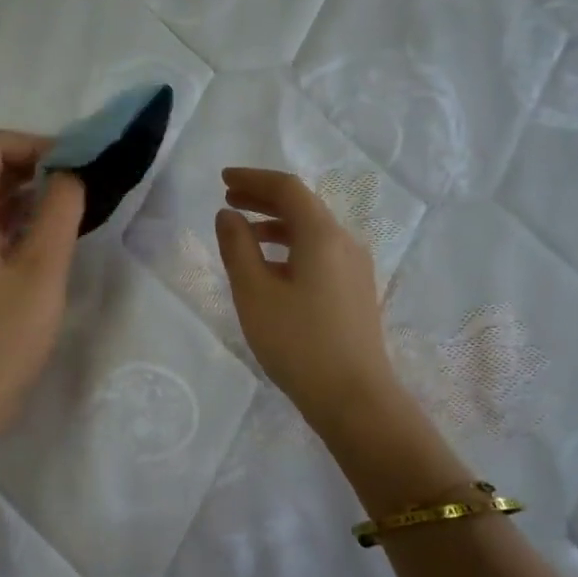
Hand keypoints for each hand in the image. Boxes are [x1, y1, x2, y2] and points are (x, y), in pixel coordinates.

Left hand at [0, 130, 85, 480]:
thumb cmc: (3, 340)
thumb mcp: (42, 271)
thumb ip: (59, 212)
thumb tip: (68, 176)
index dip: (32, 144)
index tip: (73, 166)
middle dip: (31, 167)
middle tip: (79, 187)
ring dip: (25, 197)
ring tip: (69, 213)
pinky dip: (14, 225)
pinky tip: (46, 244)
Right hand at [214, 167, 403, 437]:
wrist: (353, 397)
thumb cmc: (298, 342)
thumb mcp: (255, 294)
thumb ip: (237, 248)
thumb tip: (227, 215)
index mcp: (322, 235)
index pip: (288, 189)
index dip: (253, 178)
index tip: (223, 179)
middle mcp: (345, 242)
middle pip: (303, 206)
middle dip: (264, 198)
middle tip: (228, 198)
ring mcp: (355, 268)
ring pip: (312, 231)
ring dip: (276, 224)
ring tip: (242, 233)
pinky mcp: (355, 291)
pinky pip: (320, 253)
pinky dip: (291, 247)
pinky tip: (271, 268)